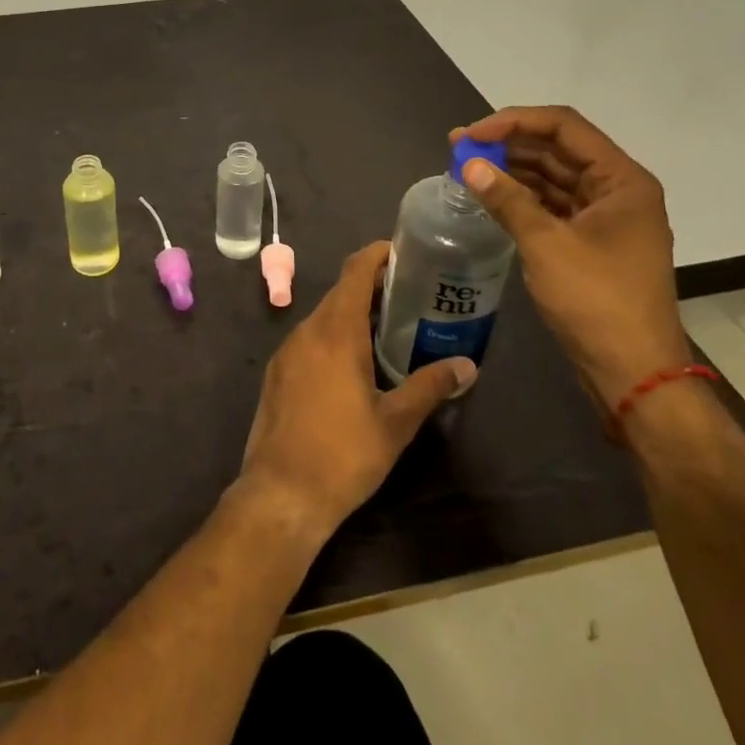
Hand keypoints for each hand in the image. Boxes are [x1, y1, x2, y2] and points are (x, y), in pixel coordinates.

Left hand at [237, 242, 475, 544]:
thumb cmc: (344, 455)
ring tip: (389, 328)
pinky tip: (354, 362)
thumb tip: (467, 366)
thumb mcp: (395, 423)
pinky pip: (310, 338)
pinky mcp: (277, 371)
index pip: (355, 272)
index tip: (403, 252)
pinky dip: (333, 334)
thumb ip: (429, 387)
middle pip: (341, 291)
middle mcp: (308, 330)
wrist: (281, 493)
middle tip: (410, 295)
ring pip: (324, 315)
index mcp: (336, 332)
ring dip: (353, 312)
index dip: (377, 254)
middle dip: (372, 286)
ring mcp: (288, 350)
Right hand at [451, 107, 688, 408]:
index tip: (472, 135)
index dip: (514, 122)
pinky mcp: (592, 241)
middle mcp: (618, 190)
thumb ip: (506, 198)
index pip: (564, 126)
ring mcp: (606, 217)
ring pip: (553, 176)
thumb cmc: (596, 302)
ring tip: (467, 168)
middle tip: (459, 147)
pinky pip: (553, 204)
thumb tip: (468, 165)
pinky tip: (490, 195)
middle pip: (558, 148)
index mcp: (622, 180)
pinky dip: (522, 196)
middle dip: (508, 144)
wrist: (634, 374)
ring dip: (512, 169)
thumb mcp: (546, 244)